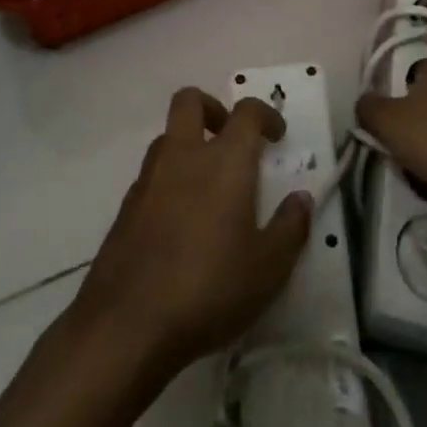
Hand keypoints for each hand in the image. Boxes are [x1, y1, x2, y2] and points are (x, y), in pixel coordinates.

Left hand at [72, 89, 311, 379]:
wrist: (125, 326)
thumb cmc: (208, 289)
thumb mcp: (268, 269)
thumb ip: (290, 229)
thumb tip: (301, 199)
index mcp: (224, 160)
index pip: (246, 112)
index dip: (265, 115)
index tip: (276, 135)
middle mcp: (184, 155)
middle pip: (190, 101)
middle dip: (213, 109)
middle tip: (230, 138)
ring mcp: (149, 179)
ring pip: (168, 137)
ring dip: (188, 145)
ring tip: (208, 185)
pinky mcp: (125, 208)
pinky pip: (151, 175)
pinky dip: (169, 181)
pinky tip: (180, 222)